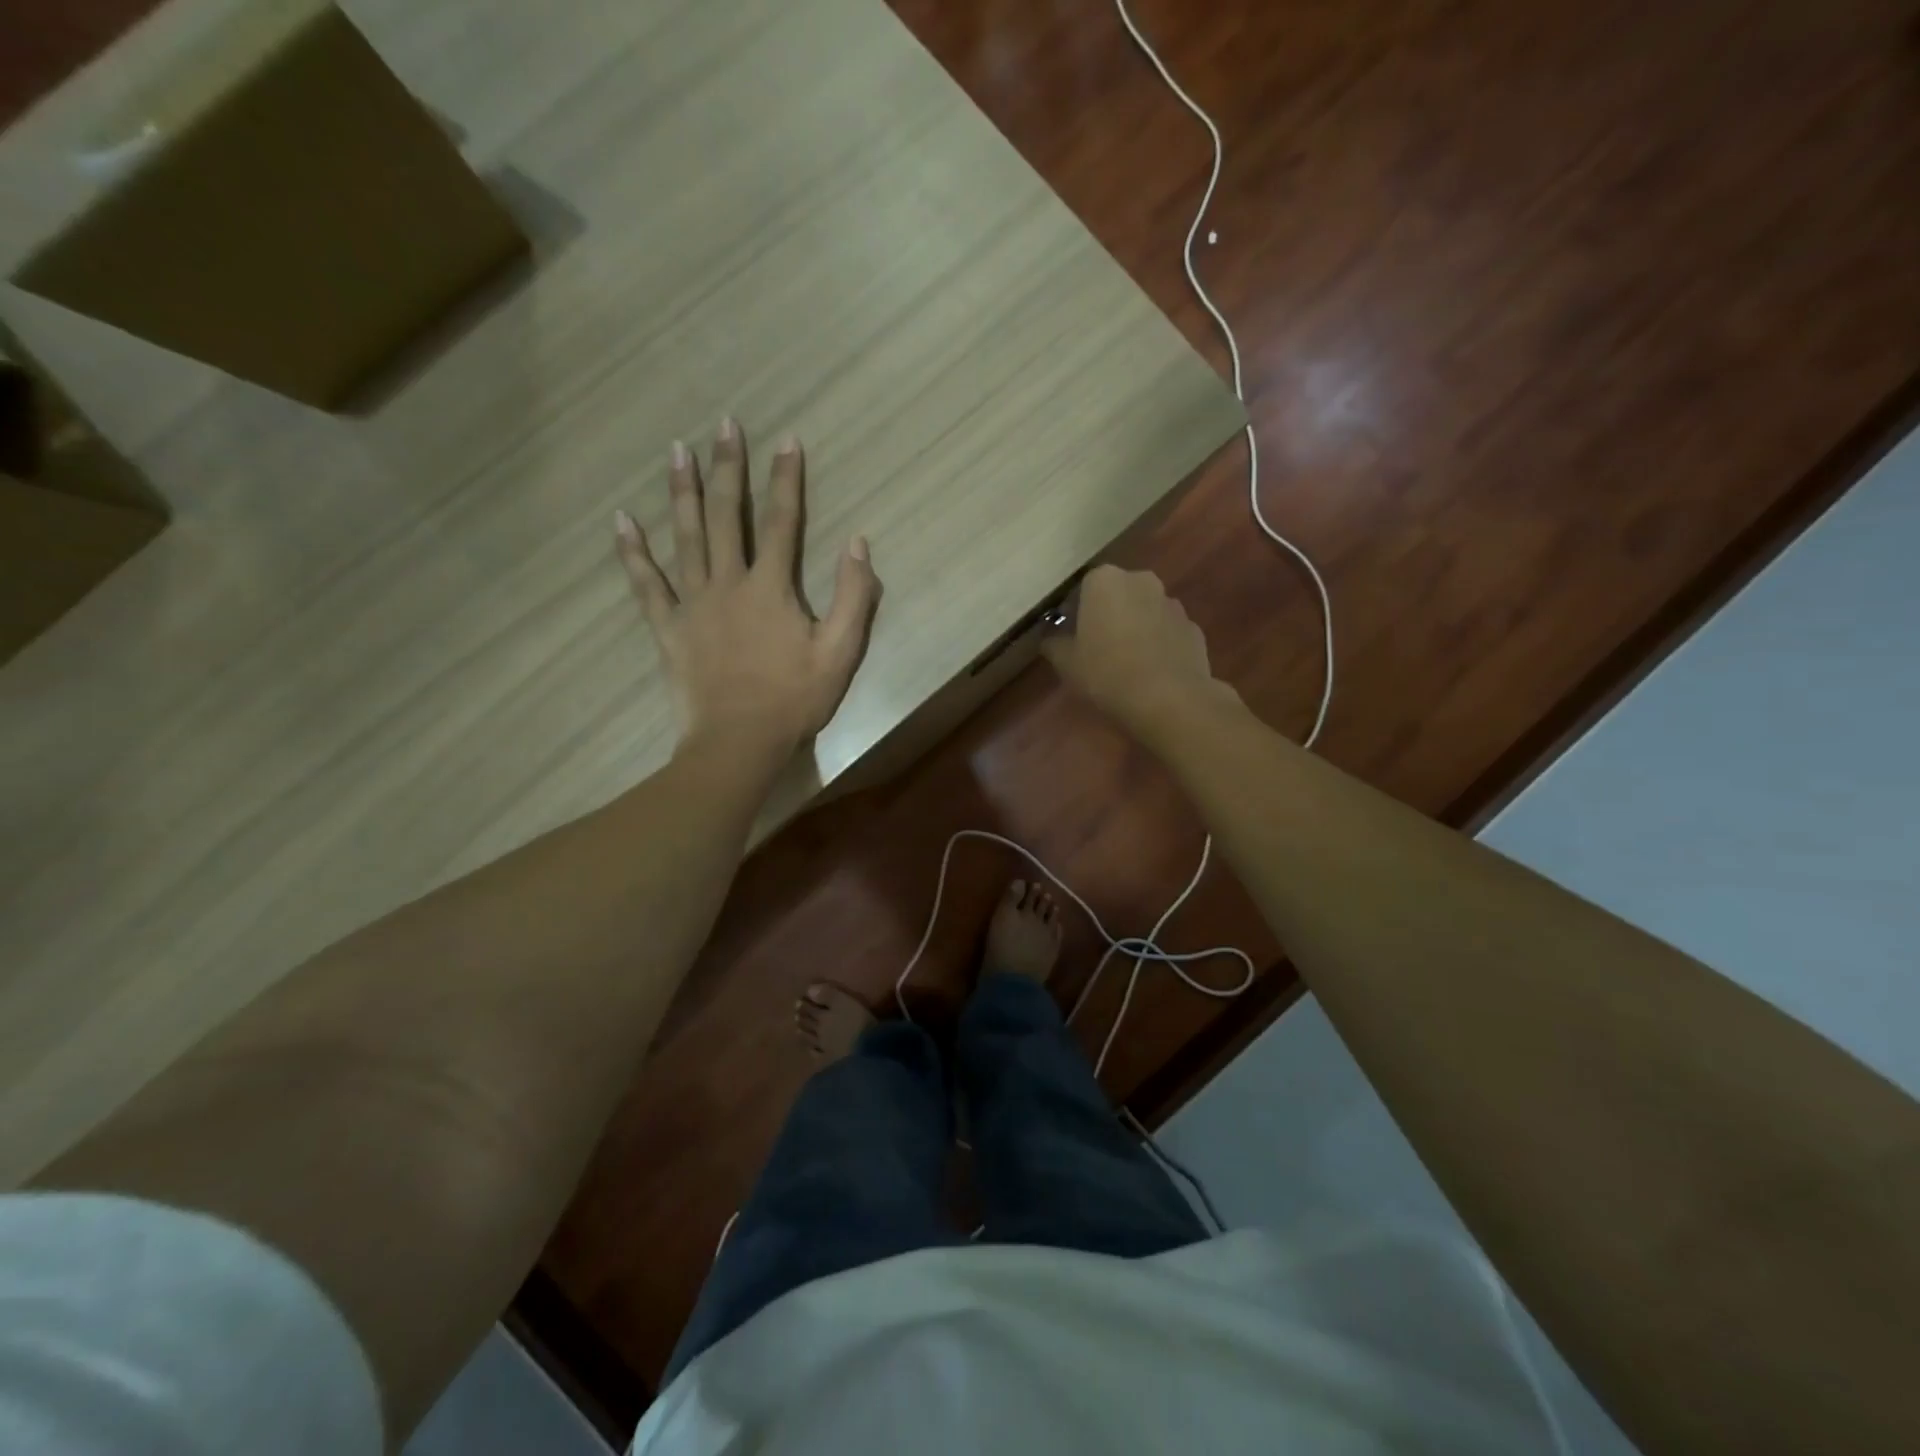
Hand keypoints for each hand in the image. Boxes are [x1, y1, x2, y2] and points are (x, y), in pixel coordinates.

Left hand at [614, 420, 879, 759]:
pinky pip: (646, 584)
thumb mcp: (842, 652)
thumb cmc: (795, 700)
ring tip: (677, 451)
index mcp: (771, 588)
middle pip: (728, 517)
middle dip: (728, 468)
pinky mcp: (668, 628)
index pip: (782, 522)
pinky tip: (621, 521)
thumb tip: (858, 544)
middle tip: (723, 425)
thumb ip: (854, 596)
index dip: (786, 479)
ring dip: (682, 492)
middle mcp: (728, 583)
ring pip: (685, 537)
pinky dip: (633, 553)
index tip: (786, 440)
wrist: (739, 742)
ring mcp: (693, 604)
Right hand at [1041, 565, 1233, 739]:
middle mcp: (1141, 580)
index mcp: (1104, 580)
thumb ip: (1054, 644)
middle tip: (1096, 649)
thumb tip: (1049, 638)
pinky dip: (1159, 645)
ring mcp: (1172, 603)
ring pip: (1145, 612)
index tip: (1070, 638)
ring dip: (1135, 628)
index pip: (1081, 590)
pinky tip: (1152, 672)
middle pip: (1117, 596)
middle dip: (1107, 616)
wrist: (1169, 699)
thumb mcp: (1066, 662)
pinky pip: (1167, 632)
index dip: (1074, 614)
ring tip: (1127, 663)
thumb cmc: (1106, 672)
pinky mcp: (1194, 628)